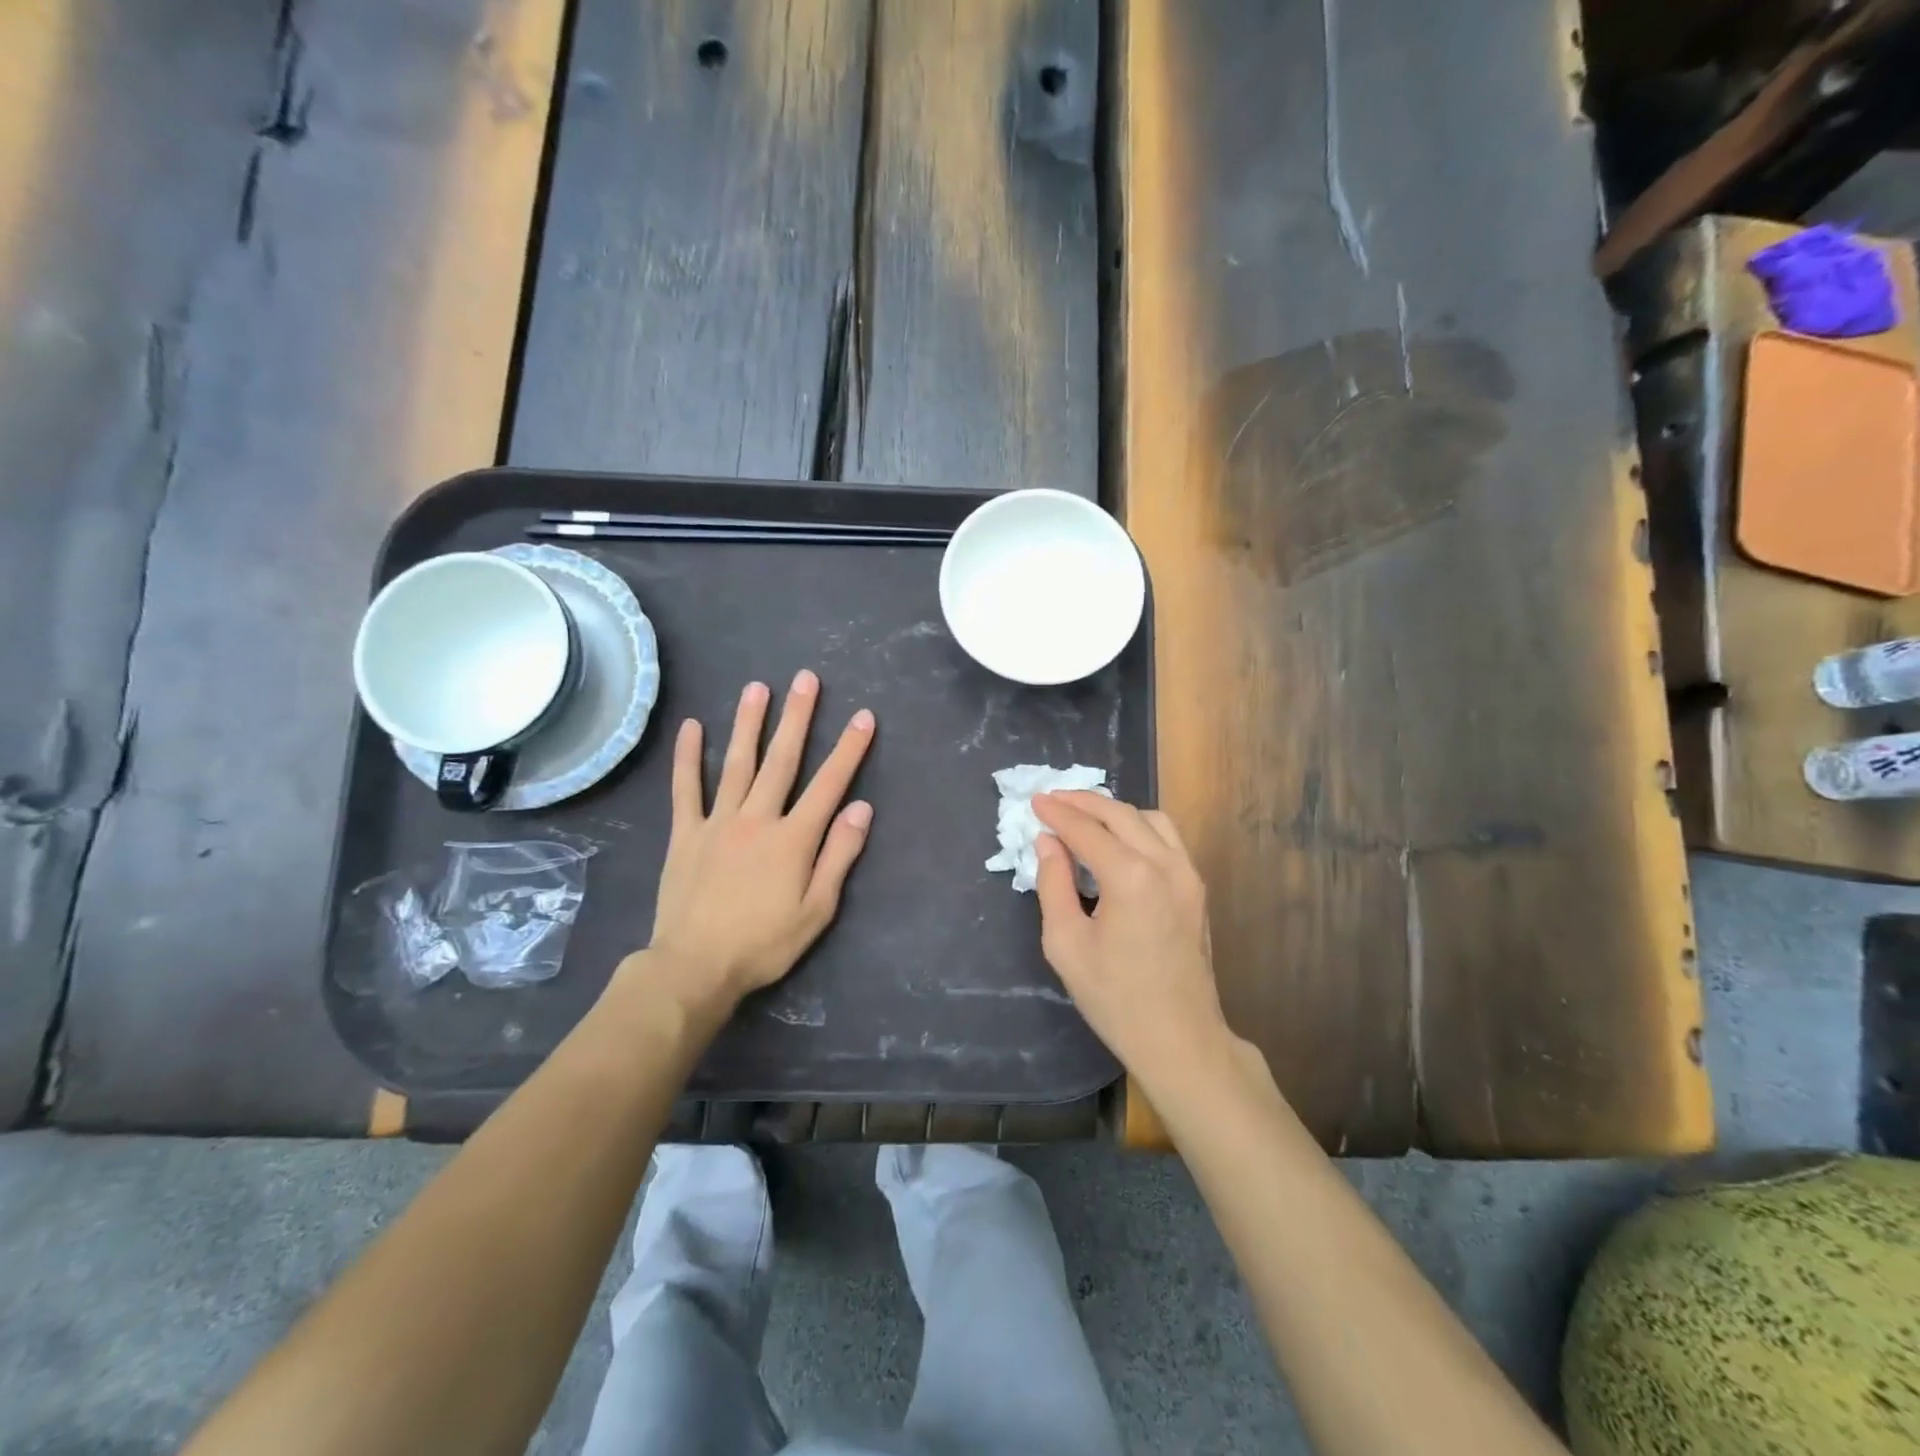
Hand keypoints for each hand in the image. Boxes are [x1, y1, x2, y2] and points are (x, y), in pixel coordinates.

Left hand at [640, 670, 874, 1012]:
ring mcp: (717, 822)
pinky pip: (686, 789)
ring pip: (737, 763)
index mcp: (793, 838)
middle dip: (798, 718)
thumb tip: (861, 809)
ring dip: (749, 723)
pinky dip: (688, 757)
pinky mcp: (686, 833)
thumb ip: (839, 856)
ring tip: (757, 687)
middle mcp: (757, 818)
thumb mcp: (816, 910)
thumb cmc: (764, 943)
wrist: (695, 967)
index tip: (864, 717)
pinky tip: (691, 726)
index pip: (829, 784)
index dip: (849, 749)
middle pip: (782, 760)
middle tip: (806, 679)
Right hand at [1031, 792, 1235, 1089]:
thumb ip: (1053, 884)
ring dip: (1114, 811)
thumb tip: (1048, 843)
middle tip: (1053, 800)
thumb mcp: (1066, 944)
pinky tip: (1119, 840)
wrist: (1179, 1038)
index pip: (1087, 830)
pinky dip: (1139, 827)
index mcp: (1131, 877)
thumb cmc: (1114, 997)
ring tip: (1084, 817)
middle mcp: (1165, 864)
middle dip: (1083, 802)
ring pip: (1150, 819)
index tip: (1035, 801)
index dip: (1057, 813)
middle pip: (1120, 814)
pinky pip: (1168, 838)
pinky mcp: (1197, 888)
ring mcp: (1188, 874)